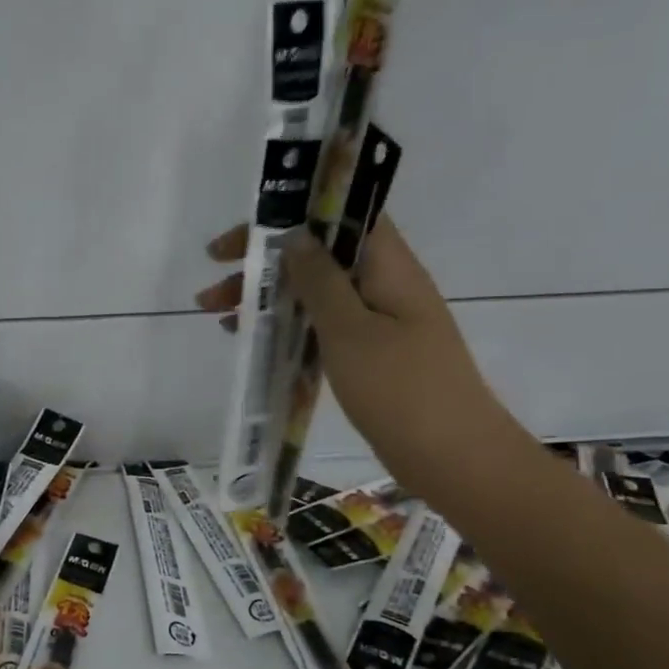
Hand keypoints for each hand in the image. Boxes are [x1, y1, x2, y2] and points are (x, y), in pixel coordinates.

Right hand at [196, 217, 517, 491]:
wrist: (453, 458)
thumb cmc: (400, 388)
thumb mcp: (350, 330)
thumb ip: (320, 281)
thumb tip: (294, 235)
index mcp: (389, 266)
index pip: (343, 213)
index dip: (294, 211)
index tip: (247, 229)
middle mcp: (385, 285)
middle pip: (320, 254)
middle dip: (266, 262)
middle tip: (215, 277)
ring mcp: (380, 322)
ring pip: (316, 293)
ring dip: (269, 297)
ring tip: (218, 315)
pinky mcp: (371, 355)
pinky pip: (323, 326)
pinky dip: (288, 326)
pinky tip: (254, 340)